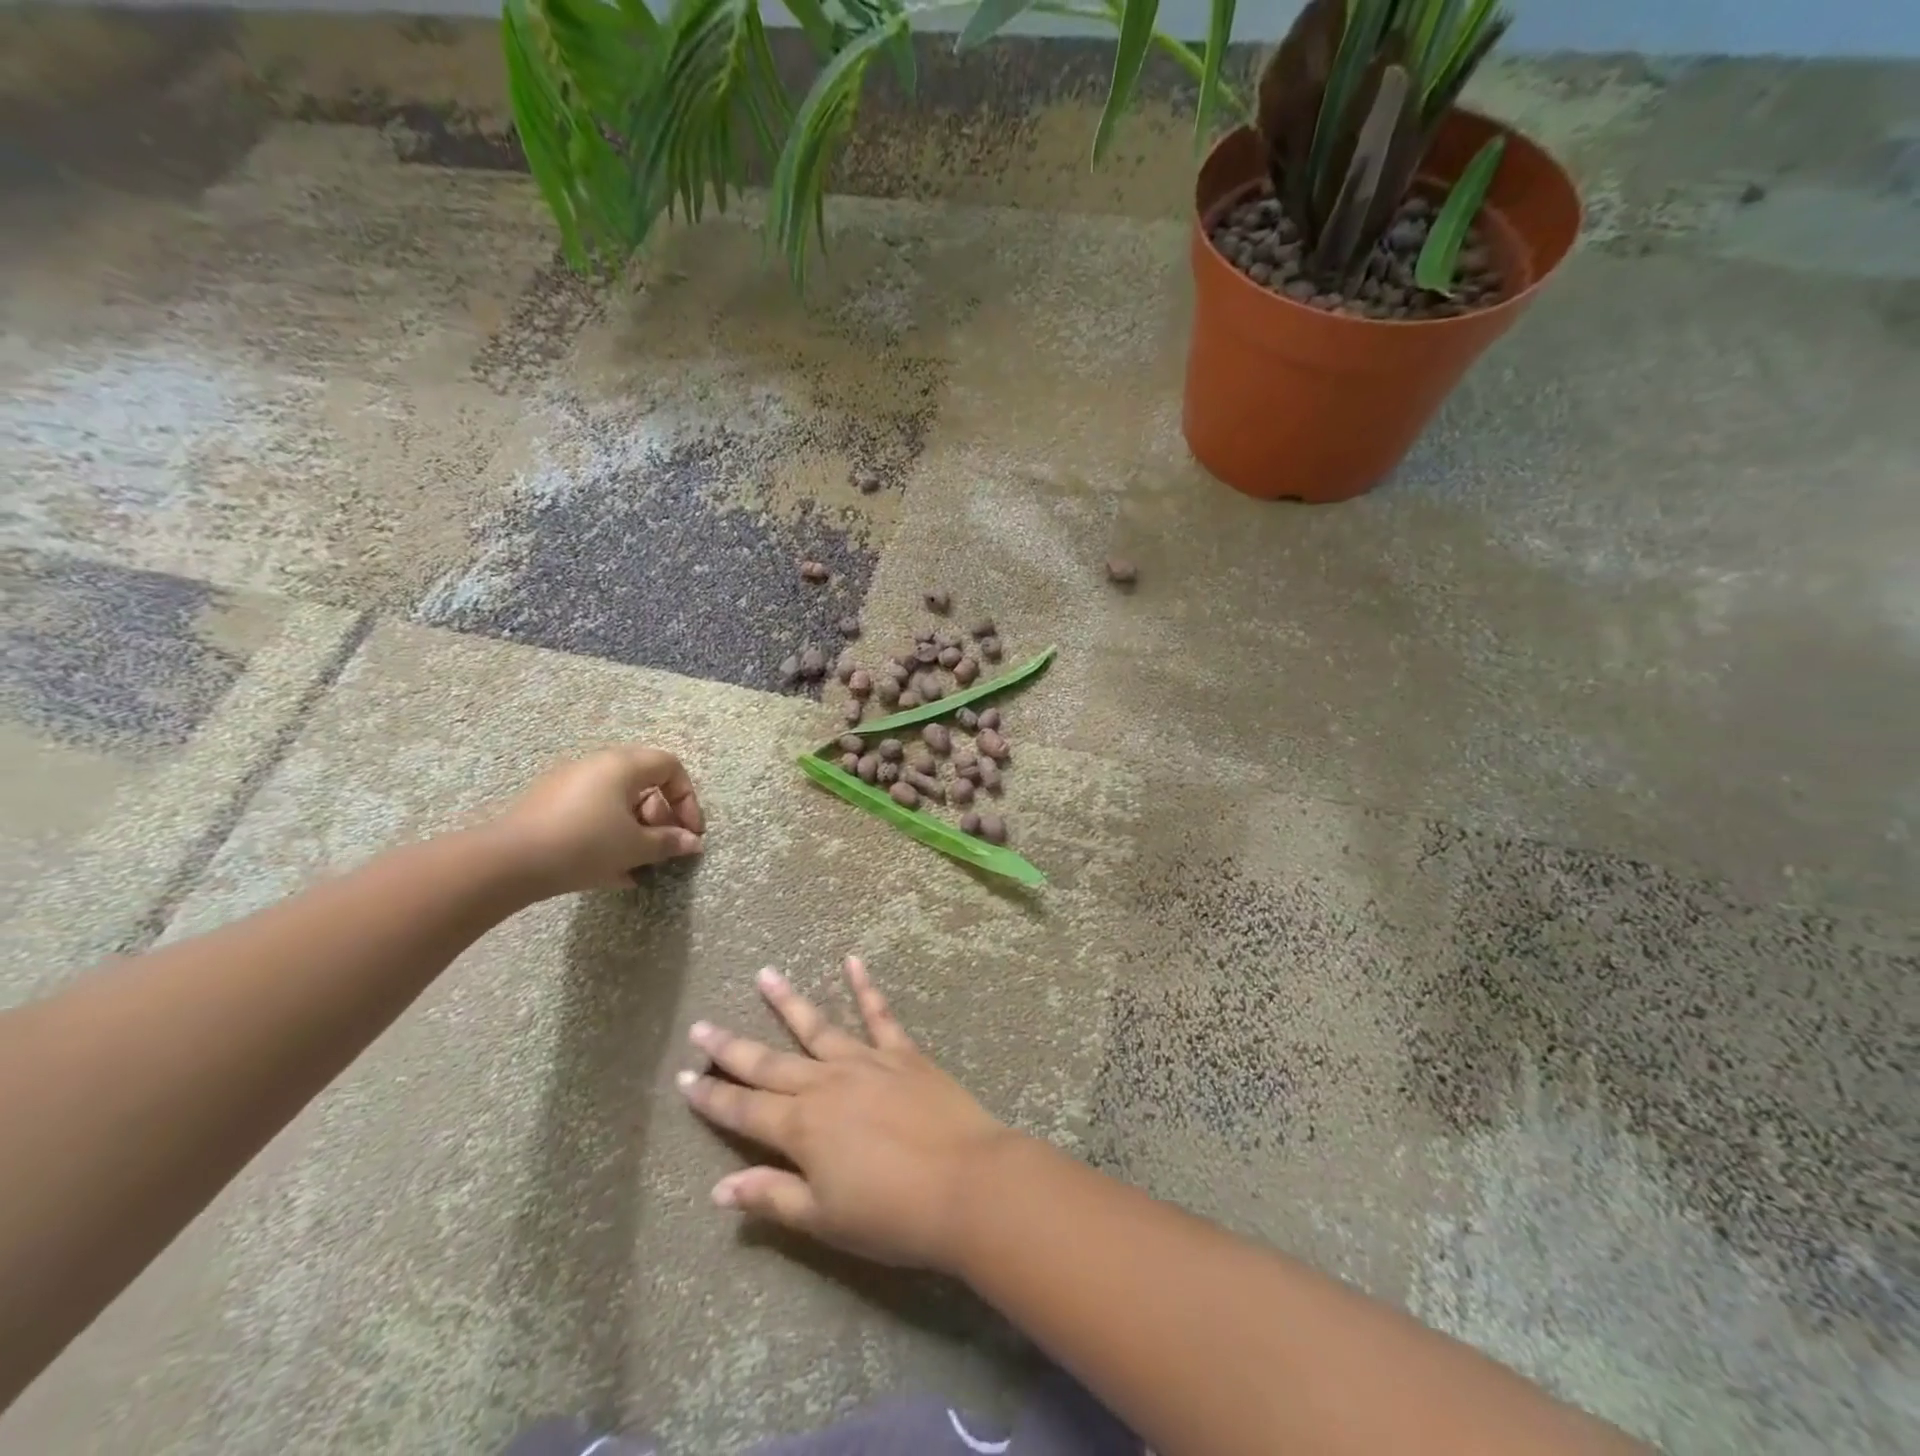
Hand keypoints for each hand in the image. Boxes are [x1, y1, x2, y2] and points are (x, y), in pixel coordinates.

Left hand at [485, 745, 704, 896]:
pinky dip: (607, 833)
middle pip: (643, 782)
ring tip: (636, 865)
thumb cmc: (584, 845)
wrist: (508, 863)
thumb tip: (692, 843)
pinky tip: (608, 870)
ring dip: (635, 829)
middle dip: (660, 817)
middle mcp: (595, 765)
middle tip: (661, 847)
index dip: (687, 799)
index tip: (689, 832)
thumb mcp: (635, 847)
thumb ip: (669, 842)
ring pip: (616, 801)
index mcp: (621, 765)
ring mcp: (567, 783)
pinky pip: (591, 812)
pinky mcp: (546, 805)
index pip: (670, 766)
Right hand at [678, 958, 1015, 1272]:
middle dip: (732, 1047)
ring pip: (817, 1026)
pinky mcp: (902, 1052)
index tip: (683, 1077)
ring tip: (764, 974)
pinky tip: (852, 961)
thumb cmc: (892, 1214)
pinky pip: (879, 1014)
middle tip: (702, 1025)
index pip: (744, 1109)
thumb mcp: (823, 1218)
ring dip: (787, 1001)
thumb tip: (718, 1189)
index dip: (711, 1096)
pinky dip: (865, 986)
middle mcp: (826, 1084)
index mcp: (801, 1127)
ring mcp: (865, 1061)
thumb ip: (771, 1196)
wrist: (966, 1183)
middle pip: (769, 1063)